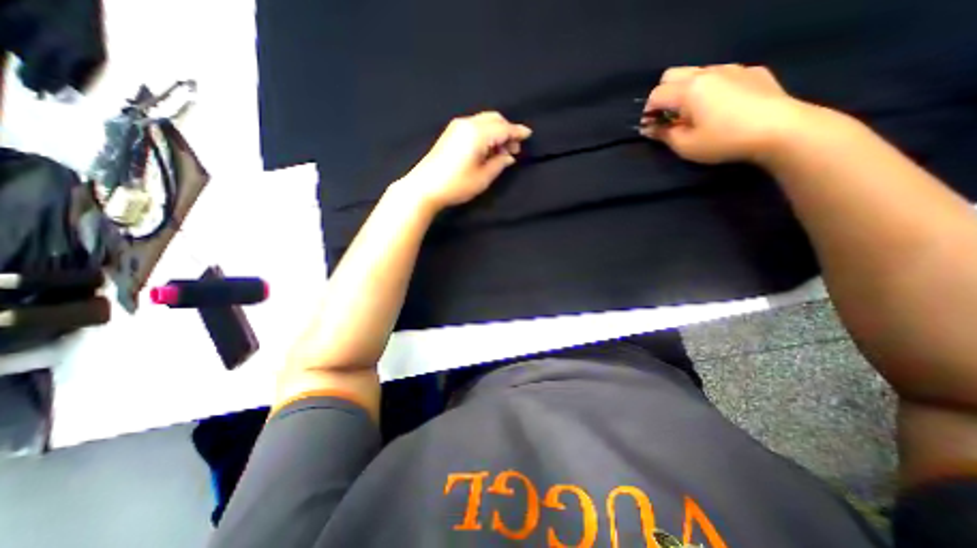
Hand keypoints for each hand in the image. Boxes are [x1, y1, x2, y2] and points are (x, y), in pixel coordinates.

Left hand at [396, 111, 533, 211]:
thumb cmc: (456, 184)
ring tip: (502, 152)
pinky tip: (488, 149)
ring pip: (484, 121)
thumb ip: (499, 164)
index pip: (503, 128)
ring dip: (496, 132)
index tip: (528, 134)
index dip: (517, 131)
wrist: (424, 187)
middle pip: (494, 119)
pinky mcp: (451, 133)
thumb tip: (509, 156)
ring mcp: (457, 127)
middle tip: (514, 149)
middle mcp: (467, 124)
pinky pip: (475, 126)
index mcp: (477, 133)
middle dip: (507, 131)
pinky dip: (486, 134)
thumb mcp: (483, 178)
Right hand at [642, 62, 818, 165]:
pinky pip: (721, 75)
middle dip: (663, 95)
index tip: (650, 127)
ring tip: (693, 112)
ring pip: (697, 72)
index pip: (656, 94)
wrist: (780, 130)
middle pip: (672, 75)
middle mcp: (707, 73)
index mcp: (688, 90)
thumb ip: (663, 134)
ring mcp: (732, 69)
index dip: (647, 112)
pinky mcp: (752, 72)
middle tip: (667, 117)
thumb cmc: (723, 140)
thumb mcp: (685, 145)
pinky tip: (719, 107)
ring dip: (685, 90)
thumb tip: (649, 128)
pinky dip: (710, 88)